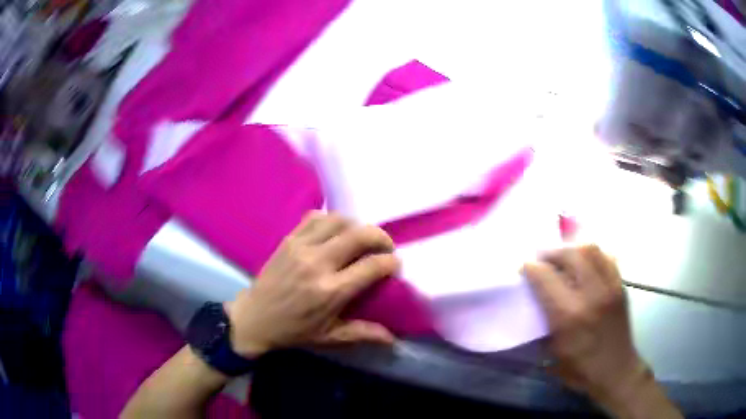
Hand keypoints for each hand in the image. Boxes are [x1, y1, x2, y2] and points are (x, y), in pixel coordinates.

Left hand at [226, 211, 398, 357]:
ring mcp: (301, 247)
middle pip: (360, 235)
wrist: (254, 318)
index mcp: (331, 291)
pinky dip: (331, 220)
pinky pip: (315, 217)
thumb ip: (363, 333)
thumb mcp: (330, 337)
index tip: (394, 265)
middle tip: (384, 248)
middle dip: (381, 237)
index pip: (373, 266)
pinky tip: (334, 232)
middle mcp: (318, 263)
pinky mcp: (288, 239)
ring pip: (339, 220)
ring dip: (356, 226)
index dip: (391, 262)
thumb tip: (393, 338)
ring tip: (360, 239)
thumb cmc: (293, 330)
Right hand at [522, 245, 648, 405]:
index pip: (546, 278)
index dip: (531, 268)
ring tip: (564, 258)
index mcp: (569, 316)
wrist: (616, 370)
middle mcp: (592, 295)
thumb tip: (533, 299)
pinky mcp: (621, 286)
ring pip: (591, 249)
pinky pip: (607, 257)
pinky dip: (593, 255)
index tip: (524, 267)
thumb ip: (543, 321)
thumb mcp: (552, 351)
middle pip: (570, 254)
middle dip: (551, 252)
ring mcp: (610, 287)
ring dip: (573, 249)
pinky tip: (586, 264)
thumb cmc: (580, 368)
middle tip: (543, 259)